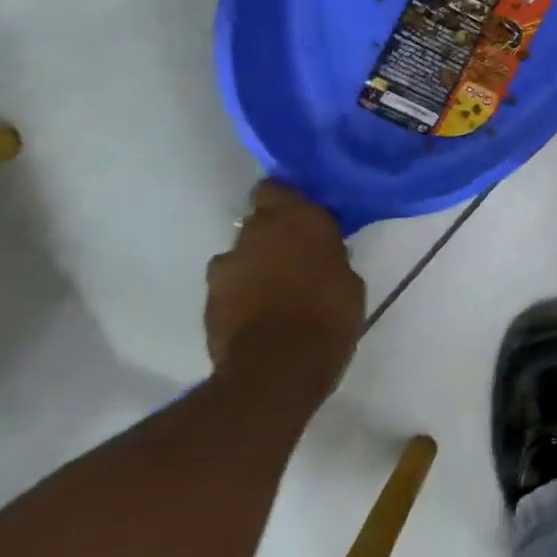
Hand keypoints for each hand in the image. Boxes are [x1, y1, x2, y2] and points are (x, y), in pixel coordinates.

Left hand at [205, 181, 364, 396]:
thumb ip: (328, 255)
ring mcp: (226, 267)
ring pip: (242, 254)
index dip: (288, 199)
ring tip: (278, 287)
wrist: (278, 367)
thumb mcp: (347, 278)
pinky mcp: (209, 300)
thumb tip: (321, 253)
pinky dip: (243, 292)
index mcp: (294, 218)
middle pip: (259, 221)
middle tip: (297, 253)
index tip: (304, 212)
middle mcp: (254, 233)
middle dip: (274, 234)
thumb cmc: (328, 314)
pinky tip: (262, 310)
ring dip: (256, 264)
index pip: (277, 188)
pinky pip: (231, 286)